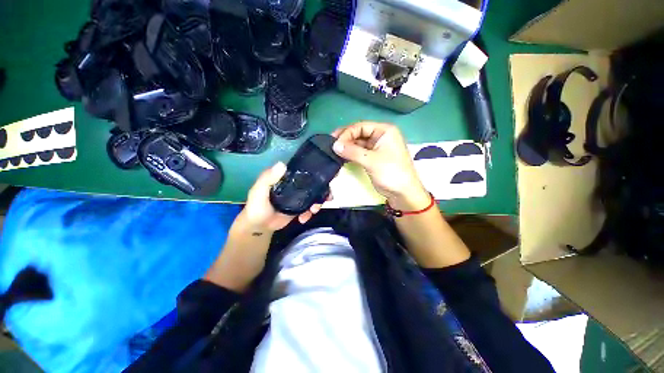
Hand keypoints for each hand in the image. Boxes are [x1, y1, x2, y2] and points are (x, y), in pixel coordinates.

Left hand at [238, 162, 325, 232]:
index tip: (326, 176)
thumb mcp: (259, 191)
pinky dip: (310, 213)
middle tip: (327, 198)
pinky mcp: (300, 207)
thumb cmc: (256, 206)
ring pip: (315, 195)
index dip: (316, 172)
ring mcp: (299, 196)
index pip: (303, 170)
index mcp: (286, 177)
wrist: (259, 227)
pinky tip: (303, 219)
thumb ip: (268, 178)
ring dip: (319, 202)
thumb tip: (282, 164)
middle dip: (323, 190)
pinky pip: (310, 207)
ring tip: (314, 210)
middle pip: (314, 183)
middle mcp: (295, 184)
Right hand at [332, 122, 429, 209]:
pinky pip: (360, 152)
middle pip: (359, 133)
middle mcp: (381, 136)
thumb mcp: (371, 160)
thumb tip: (334, 145)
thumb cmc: (391, 173)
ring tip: (334, 151)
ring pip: (359, 143)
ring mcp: (377, 147)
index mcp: (385, 131)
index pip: (361, 126)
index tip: (334, 143)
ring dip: (347, 147)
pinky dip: (351, 154)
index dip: (347, 133)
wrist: (403, 193)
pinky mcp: (374, 158)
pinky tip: (342, 156)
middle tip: (331, 145)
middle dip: (346, 139)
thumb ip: (352, 151)